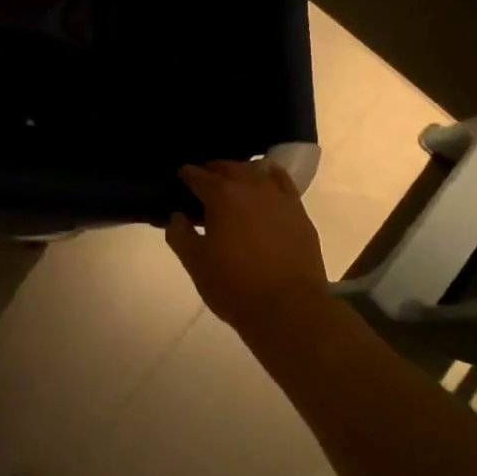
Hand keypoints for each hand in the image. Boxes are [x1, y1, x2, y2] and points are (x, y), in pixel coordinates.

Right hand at [165, 160, 328, 333]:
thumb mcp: (195, 264)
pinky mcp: (299, 211)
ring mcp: (278, 197)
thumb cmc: (234, 286)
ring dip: (240, 171)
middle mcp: (250, 187)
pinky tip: (266, 179)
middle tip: (202, 180)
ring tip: (232, 181)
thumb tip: (177, 216)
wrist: (288, 308)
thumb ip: (180, 235)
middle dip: (212, 170)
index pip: (197, 176)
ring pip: (256, 171)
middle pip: (227, 167)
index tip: (180, 177)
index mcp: (221, 197)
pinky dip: (270, 176)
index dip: (186, 175)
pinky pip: (283, 182)